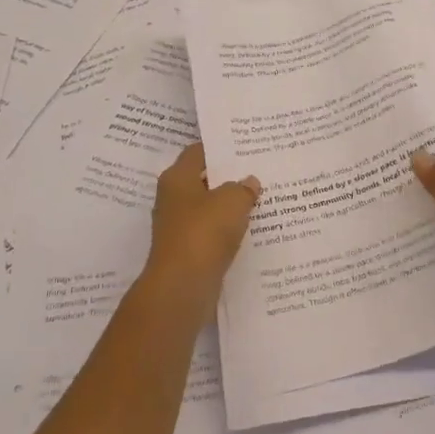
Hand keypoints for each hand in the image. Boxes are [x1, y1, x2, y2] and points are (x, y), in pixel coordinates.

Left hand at [143, 143, 260, 312]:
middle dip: (229, 178)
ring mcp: (179, 228)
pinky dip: (229, 231)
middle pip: (204, 180)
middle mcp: (173, 200)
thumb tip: (249, 182)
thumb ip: (243, 188)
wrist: (182, 287)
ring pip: (209, 209)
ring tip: (261, 199)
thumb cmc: (203, 232)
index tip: (245, 146)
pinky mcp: (188, 252)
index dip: (220, 147)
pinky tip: (252, 230)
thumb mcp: (232, 201)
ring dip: (231, 207)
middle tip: (259, 171)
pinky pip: (212, 234)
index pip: (198, 152)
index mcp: (177, 178)